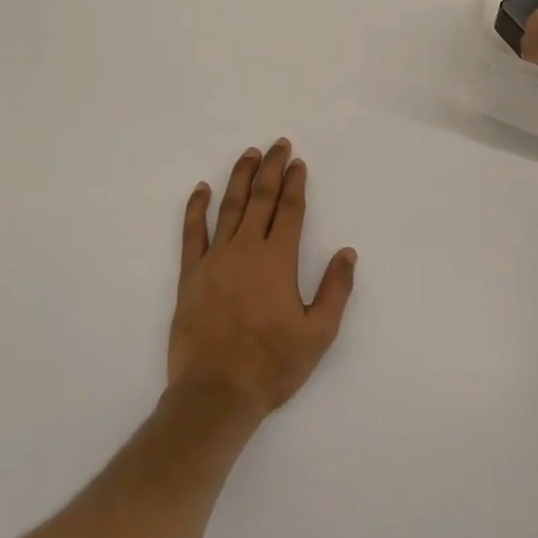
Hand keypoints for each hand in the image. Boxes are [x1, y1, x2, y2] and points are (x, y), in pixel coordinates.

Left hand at [169, 140, 357, 418]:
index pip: (289, 210)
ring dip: (240, 177)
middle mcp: (247, 249)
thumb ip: (336, 290)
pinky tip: (201, 189)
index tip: (297, 162)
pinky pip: (192, 232)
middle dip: (271, 168)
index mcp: (278, 260)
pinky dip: (196, 208)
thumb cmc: (272, 365)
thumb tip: (347, 252)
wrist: (216, 393)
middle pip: (261, 198)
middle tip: (277, 144)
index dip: (295, 183)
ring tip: (249, 154)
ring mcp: (215, 259)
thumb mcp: (318, 334)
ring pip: (229, 206)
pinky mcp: (190, 275)